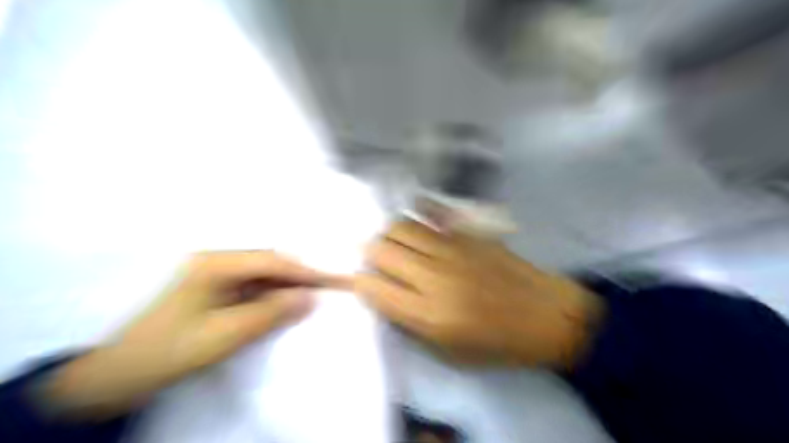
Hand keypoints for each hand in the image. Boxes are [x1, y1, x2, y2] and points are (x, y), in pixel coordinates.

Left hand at [47, 251, 341, 419]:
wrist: (120, 372)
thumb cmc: (172, 350)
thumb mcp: (226, 334)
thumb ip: (271, 313)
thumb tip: (311, 298)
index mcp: (215, 264)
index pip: (272, 261)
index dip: (304, 271)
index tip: (332, 281)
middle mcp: (216, 260)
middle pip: (268, 263)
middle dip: (298, 276)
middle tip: (327, 288)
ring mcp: (214, 273)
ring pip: (262, 274)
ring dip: (286, 285)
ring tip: (312, 295)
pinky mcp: (214, 287)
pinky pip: (252, 285)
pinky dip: (271, 294)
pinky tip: (285, 303)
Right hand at [355, 220, 600, 368]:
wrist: (546, 315)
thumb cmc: (498, 343)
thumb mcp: (449, 352)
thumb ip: (410, 324)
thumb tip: (383, 296)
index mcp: (429, 315)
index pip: (374, 288)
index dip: (358, 282)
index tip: (359, 281)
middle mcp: (434, 277)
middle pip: (381, 249)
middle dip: (370, 254)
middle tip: (376, 261)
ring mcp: (452, 249)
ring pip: (400, 227)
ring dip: (389, 235)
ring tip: (394, 244)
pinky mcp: (467, 234)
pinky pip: (430, 213)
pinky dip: (415, 215)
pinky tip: (415, 221)